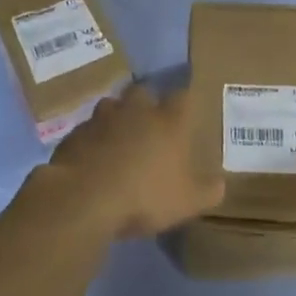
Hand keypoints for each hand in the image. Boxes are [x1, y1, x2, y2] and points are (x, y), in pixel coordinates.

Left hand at [44, 84, 221, 238]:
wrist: (84, 197)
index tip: (184, 115)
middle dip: (146, 104)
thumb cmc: (144, 196)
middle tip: (148, 126)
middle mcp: (136, 110)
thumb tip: (220, 184)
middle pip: (143, 93)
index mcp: (168, 121)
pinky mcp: (75, 133)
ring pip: (112, 106)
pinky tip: (92, 158)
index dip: (183, 105)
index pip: (182, 97)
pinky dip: (92, 139)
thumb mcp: (187, 202)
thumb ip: (207, 191)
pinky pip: (87, 129)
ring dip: (116, 118)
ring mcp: (102, 118)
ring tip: (118, 139)